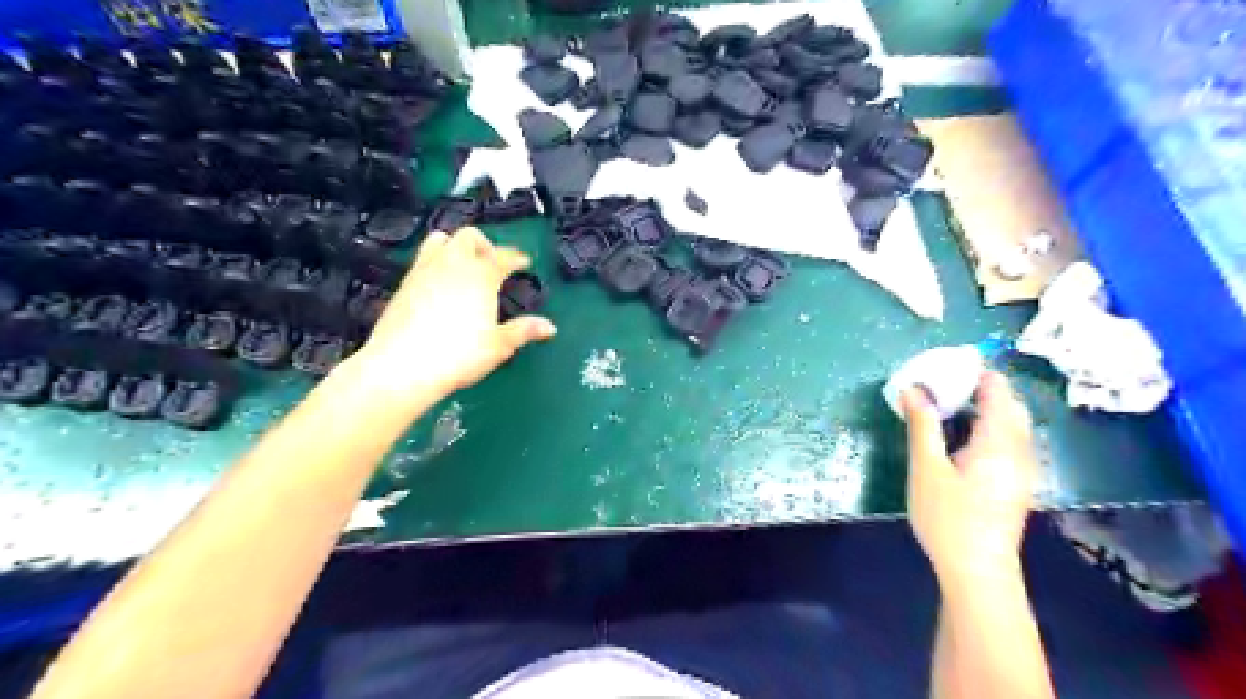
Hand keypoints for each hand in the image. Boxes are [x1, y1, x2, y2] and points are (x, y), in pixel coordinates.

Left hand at [342, 226, 550, 406]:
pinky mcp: (404, 283)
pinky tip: (440, 286)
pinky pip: (423, 259)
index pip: (504, 255)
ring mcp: (424, 270)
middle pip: (469, 236)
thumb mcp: (499, 345)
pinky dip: (437, 263)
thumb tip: (550, 327)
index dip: (517, 257)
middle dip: (485, 245)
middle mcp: (453, 264)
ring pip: (440, 239)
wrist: (401, 366)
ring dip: (456, 247)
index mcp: (481, 274)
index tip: (524, 262)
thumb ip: (524, 331)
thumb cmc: (459, 355)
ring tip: (464, 268)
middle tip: (493, 264)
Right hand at [908, 374, 1044, 587]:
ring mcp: (1022, 469)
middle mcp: (1019, 450)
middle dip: (980, 389)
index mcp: (1000, 441)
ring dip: (984, 409)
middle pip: (1009, 405)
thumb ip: (922, 425)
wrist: (978, 572)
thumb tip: (914, 388)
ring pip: (1011, 425)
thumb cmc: (948, 517)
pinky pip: (1008, 442)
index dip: (976, 372)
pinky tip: (959, 441)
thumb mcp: (926, 467)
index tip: (944, 366)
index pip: (999, 391)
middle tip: (941, 386)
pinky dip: (987, 428)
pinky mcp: (1016, 484)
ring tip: (946, 408)